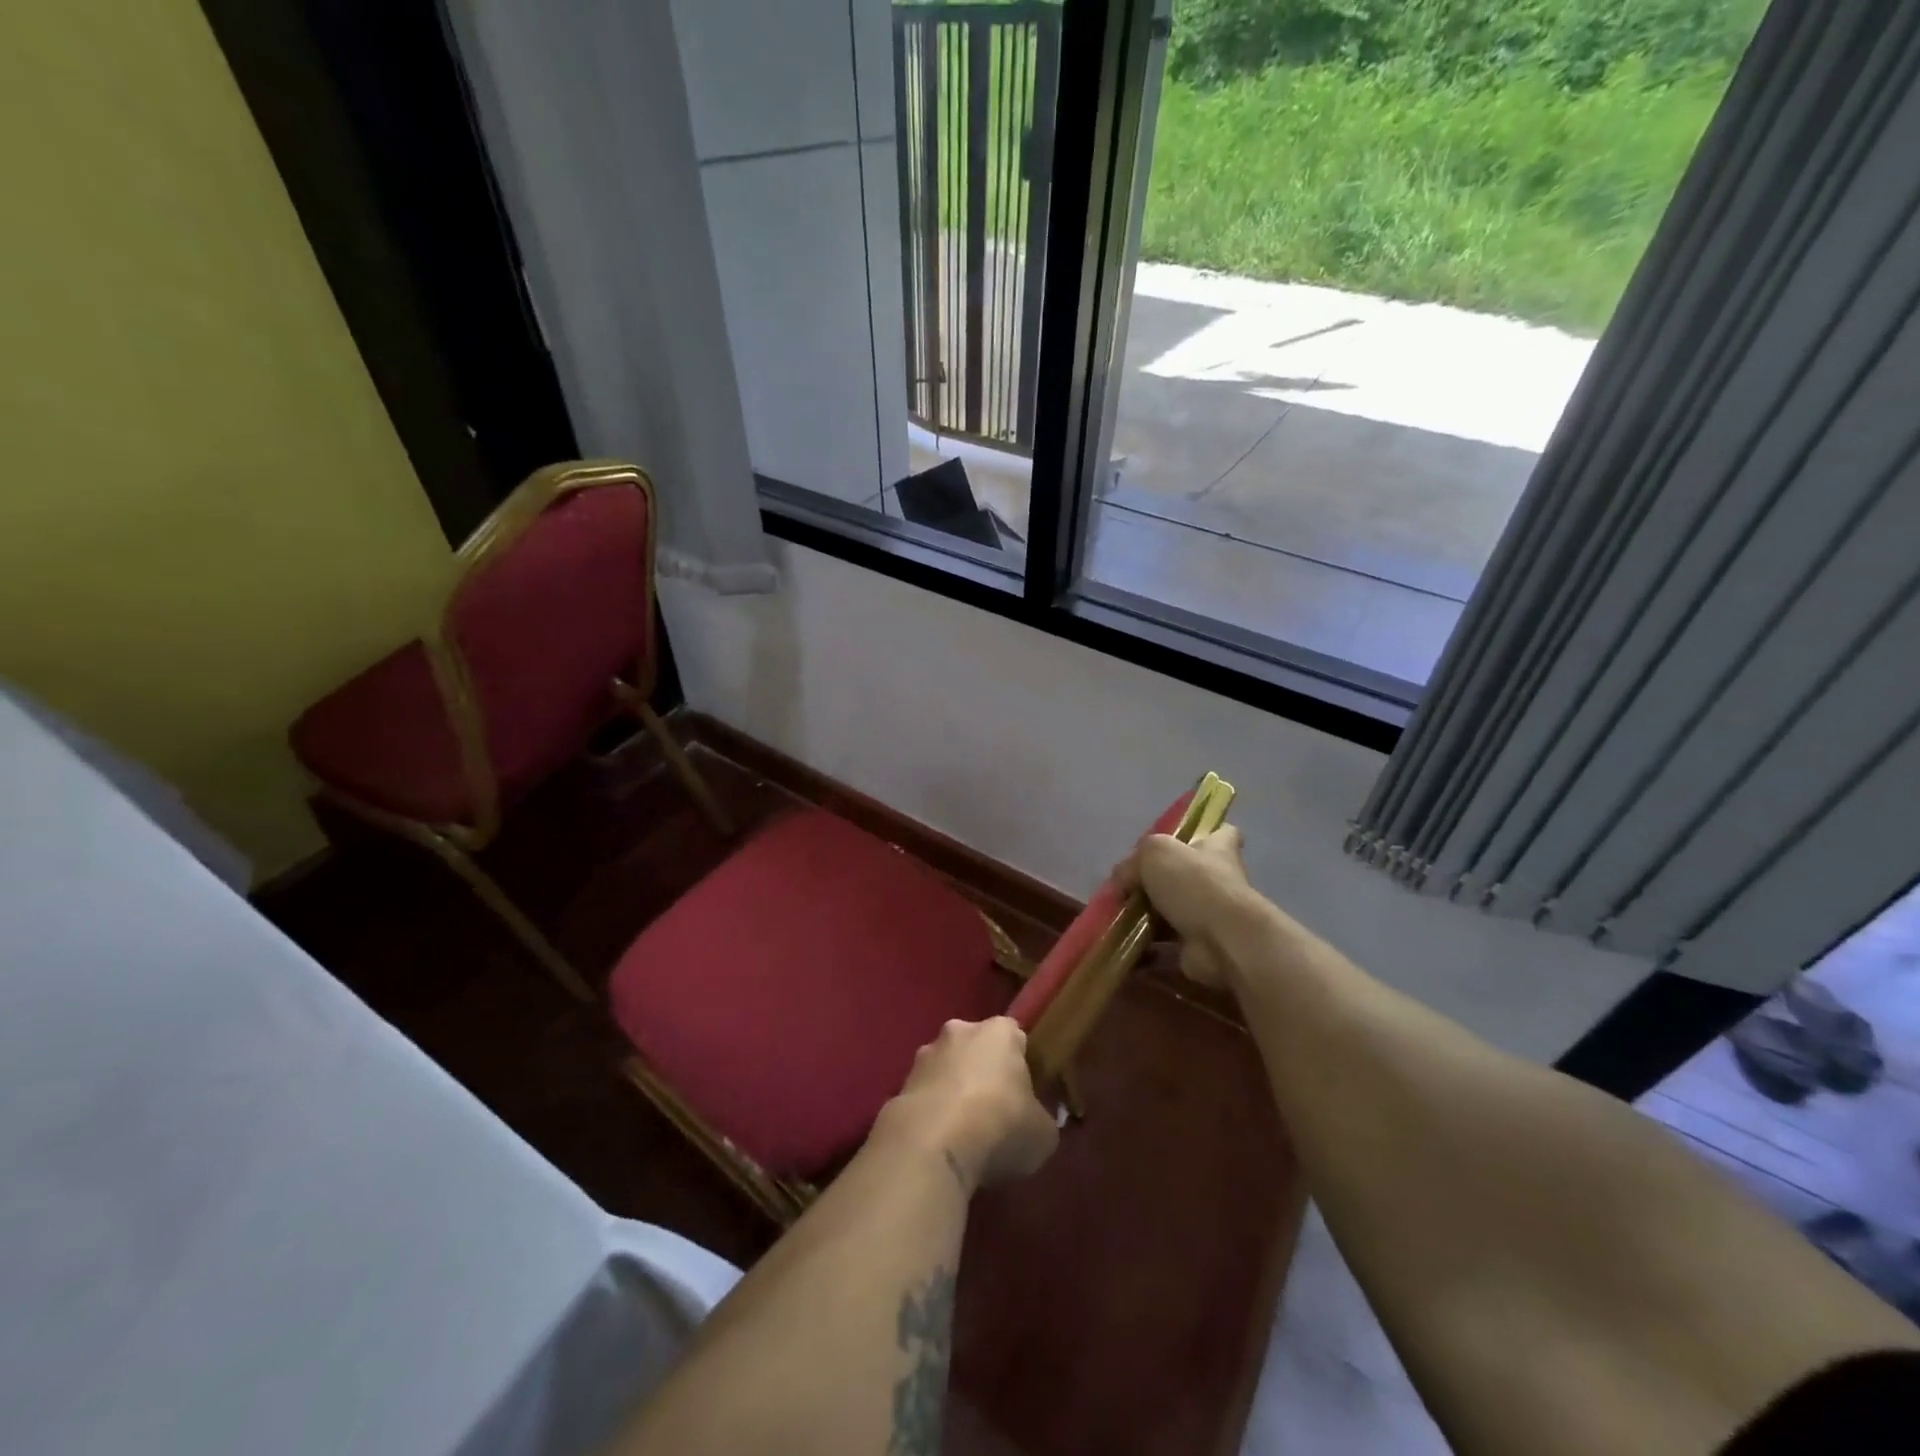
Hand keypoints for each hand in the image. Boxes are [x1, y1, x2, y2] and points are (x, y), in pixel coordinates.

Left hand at [877, 1018, 1058, 1193]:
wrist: (933, 1141)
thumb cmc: (1000, 1125)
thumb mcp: (1043, 1133)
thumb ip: (1042, 1121)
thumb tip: (1037, 1123)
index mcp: (999, 1032)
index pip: (1014, 1036)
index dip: (1020, 1062)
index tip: (1023, 1091)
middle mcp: (960, 1030)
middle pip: (976, 1047)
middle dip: (982, 1072)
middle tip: (993, 1110)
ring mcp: (925, 1054)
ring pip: (946, 1068)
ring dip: (952, 1090)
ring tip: (962, 1132)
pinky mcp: (900, 1083)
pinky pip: (925, 1095)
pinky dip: (931, 1111)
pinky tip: (939, 1141)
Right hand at [1115, 826, 1256, 988]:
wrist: (1223, 940)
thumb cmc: (1195, 884)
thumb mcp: (1155, 852)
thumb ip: (1134, 862)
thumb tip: (1121, 882)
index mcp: (1217, 849)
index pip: (1220, 833)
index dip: (1203, 834)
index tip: (1179, 842)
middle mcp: (1218, 881)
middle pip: (1187, 876)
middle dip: (1157, 882)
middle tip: (1126, 887)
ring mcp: (1210, 916)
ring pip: (1172, 913)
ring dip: (1146, 918)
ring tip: (1116, 918)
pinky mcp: (1199, 947)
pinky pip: (1165, 947)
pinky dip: (1144, 950)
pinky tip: (1121, 946)